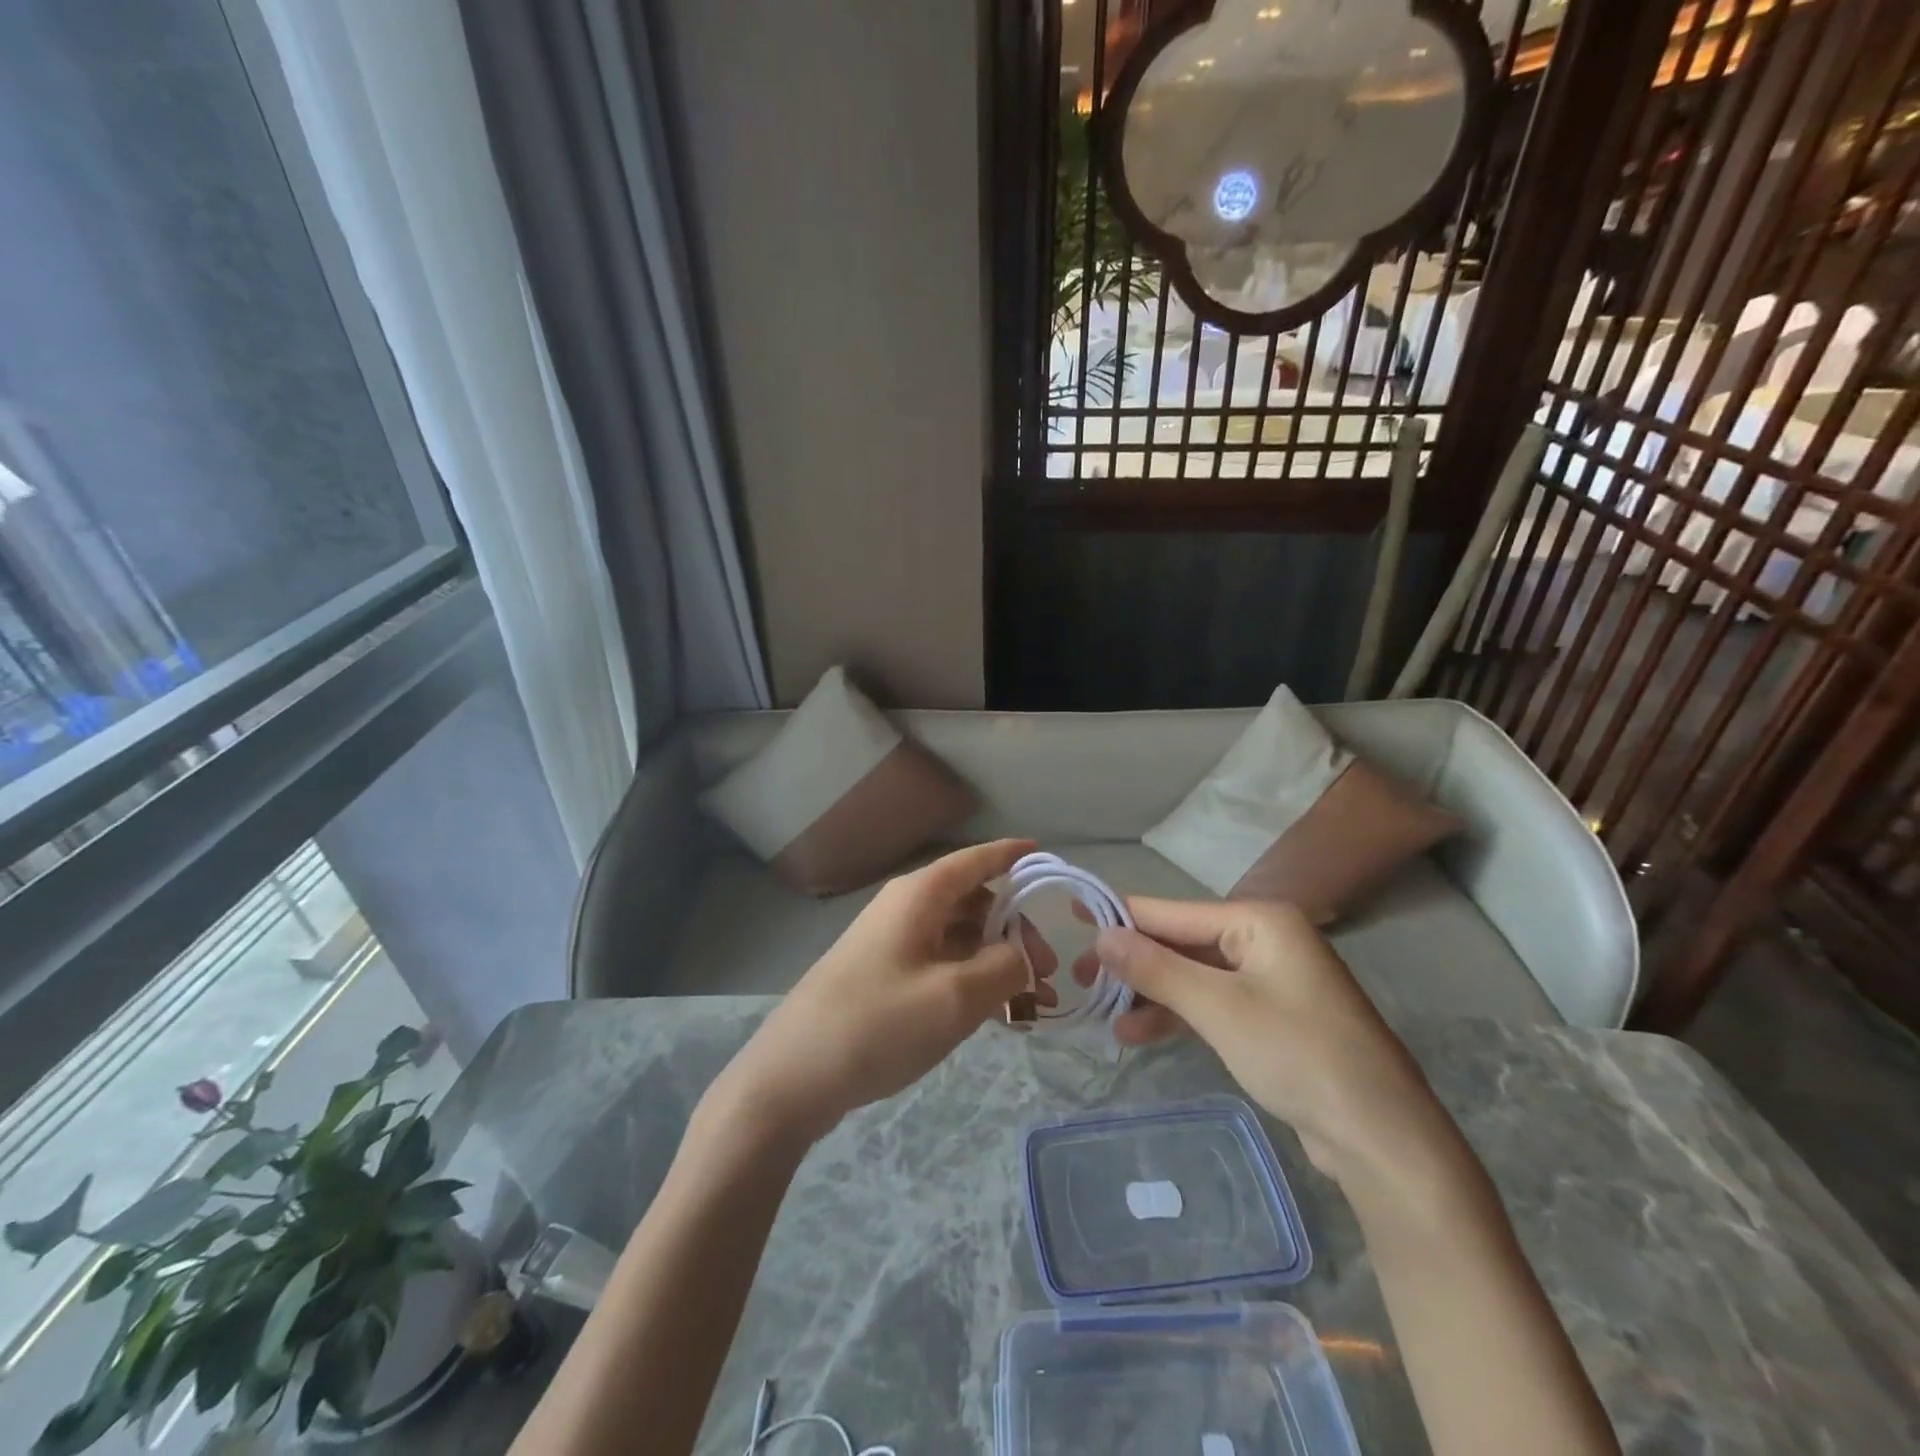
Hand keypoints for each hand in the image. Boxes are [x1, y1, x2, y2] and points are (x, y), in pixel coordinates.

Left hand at [709, 840, 1054, 1144]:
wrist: (791, 1077)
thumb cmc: (877, 1024)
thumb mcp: (955, 997)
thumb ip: (1004, 968)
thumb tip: (1023, 954)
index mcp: (919, 895)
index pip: (976, 859)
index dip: (1012, 856)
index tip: (1046, 857)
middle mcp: (905, 909)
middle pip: (973, 902)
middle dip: (1015, 930)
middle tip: (1048, 973)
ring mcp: (891, 943)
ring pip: (958, 937)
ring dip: (996, 962)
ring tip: (1030, 1006)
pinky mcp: (883, 976)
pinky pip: (939, 965)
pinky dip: (970, 981)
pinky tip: (994, 1017)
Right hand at [1077, 897, 1444, 1179]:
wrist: (1382, 1138)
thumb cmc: (1299, 1056)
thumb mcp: (1218, 1009)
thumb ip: (1156, 967)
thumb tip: (1100, 934)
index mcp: (1259, 920)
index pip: (1172, 911)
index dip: (1120, 916)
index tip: (1071, 917)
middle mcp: (1264, 938)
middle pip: (1181, 942)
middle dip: (1132, 962)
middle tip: (1080, 980)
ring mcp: (1269, 978)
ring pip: (1192, 975)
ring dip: (1150, 993)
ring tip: (1103, 1015)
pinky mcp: (1270, 1016)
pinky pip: (1211, 1002)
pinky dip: (1176, 1014)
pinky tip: (1137, 1032)